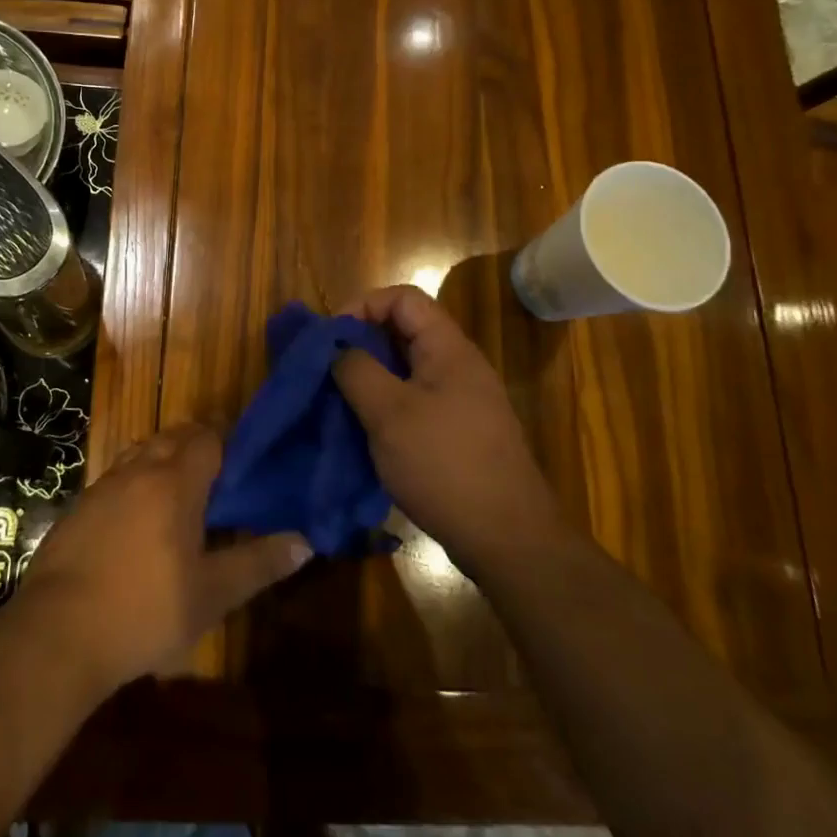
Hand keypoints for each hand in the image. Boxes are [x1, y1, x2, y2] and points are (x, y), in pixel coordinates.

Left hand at [17, 424, 310, 696]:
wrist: (56, 634)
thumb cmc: (144, 611)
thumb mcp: (211, 595)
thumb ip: (258, 564)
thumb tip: (305, 543)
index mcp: (175, 482)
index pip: (206, 437)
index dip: (225, 440)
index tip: (242, 457)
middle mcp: (139, 470)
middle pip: (173, 437)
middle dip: (196, 445)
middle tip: (217, 475)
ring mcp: (103, 486)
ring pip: (140, 452)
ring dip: (162, 458)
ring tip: (179, 490)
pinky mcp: (78, 508)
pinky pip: (115, 476)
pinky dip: (133, 481)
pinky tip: (136, 518)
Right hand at [333, 285, 561, 576]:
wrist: (508, 538)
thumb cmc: (445, 464)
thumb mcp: (389, 413)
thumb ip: (357, 370)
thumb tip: (337, 347)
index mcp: (448, 348)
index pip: (403, 298)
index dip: (364, 305)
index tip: (332, 338)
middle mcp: (459, 365)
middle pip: (405, 332)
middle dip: (362, 344)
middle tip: (328, 371)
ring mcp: (462, 400)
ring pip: (408, 370)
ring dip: (372, 378)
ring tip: (340, 402)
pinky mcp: (460, 432)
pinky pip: (417, 401)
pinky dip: (387, 406)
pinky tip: (367, 432)